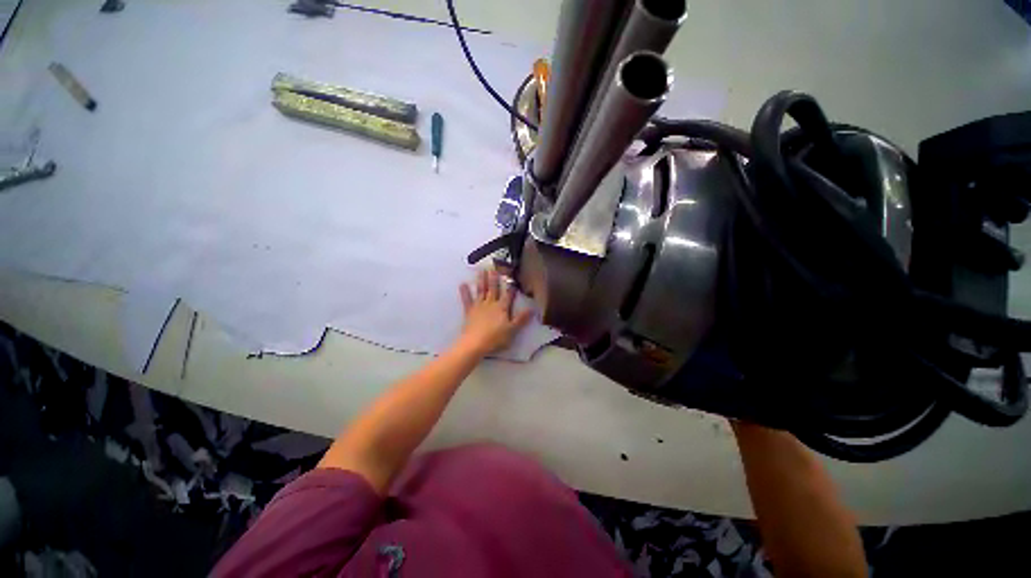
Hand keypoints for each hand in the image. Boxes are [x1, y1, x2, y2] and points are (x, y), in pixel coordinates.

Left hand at [457, 269, 534, 356]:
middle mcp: (491, 304)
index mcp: (502, 308)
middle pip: (493, 289)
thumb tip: (532, 309)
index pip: (508, 295)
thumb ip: (521, 319)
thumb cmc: (495, 338)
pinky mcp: (469, 311)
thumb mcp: (512, 330)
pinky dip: (465, 292)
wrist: (475, 343)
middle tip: (494, 266)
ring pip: (481, 290)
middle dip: (495, 278)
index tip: (512, 276)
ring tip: (482, 270)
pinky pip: (467, 300)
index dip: (511, 286)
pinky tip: (462, 284)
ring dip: (482, 280)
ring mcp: (479, 306)